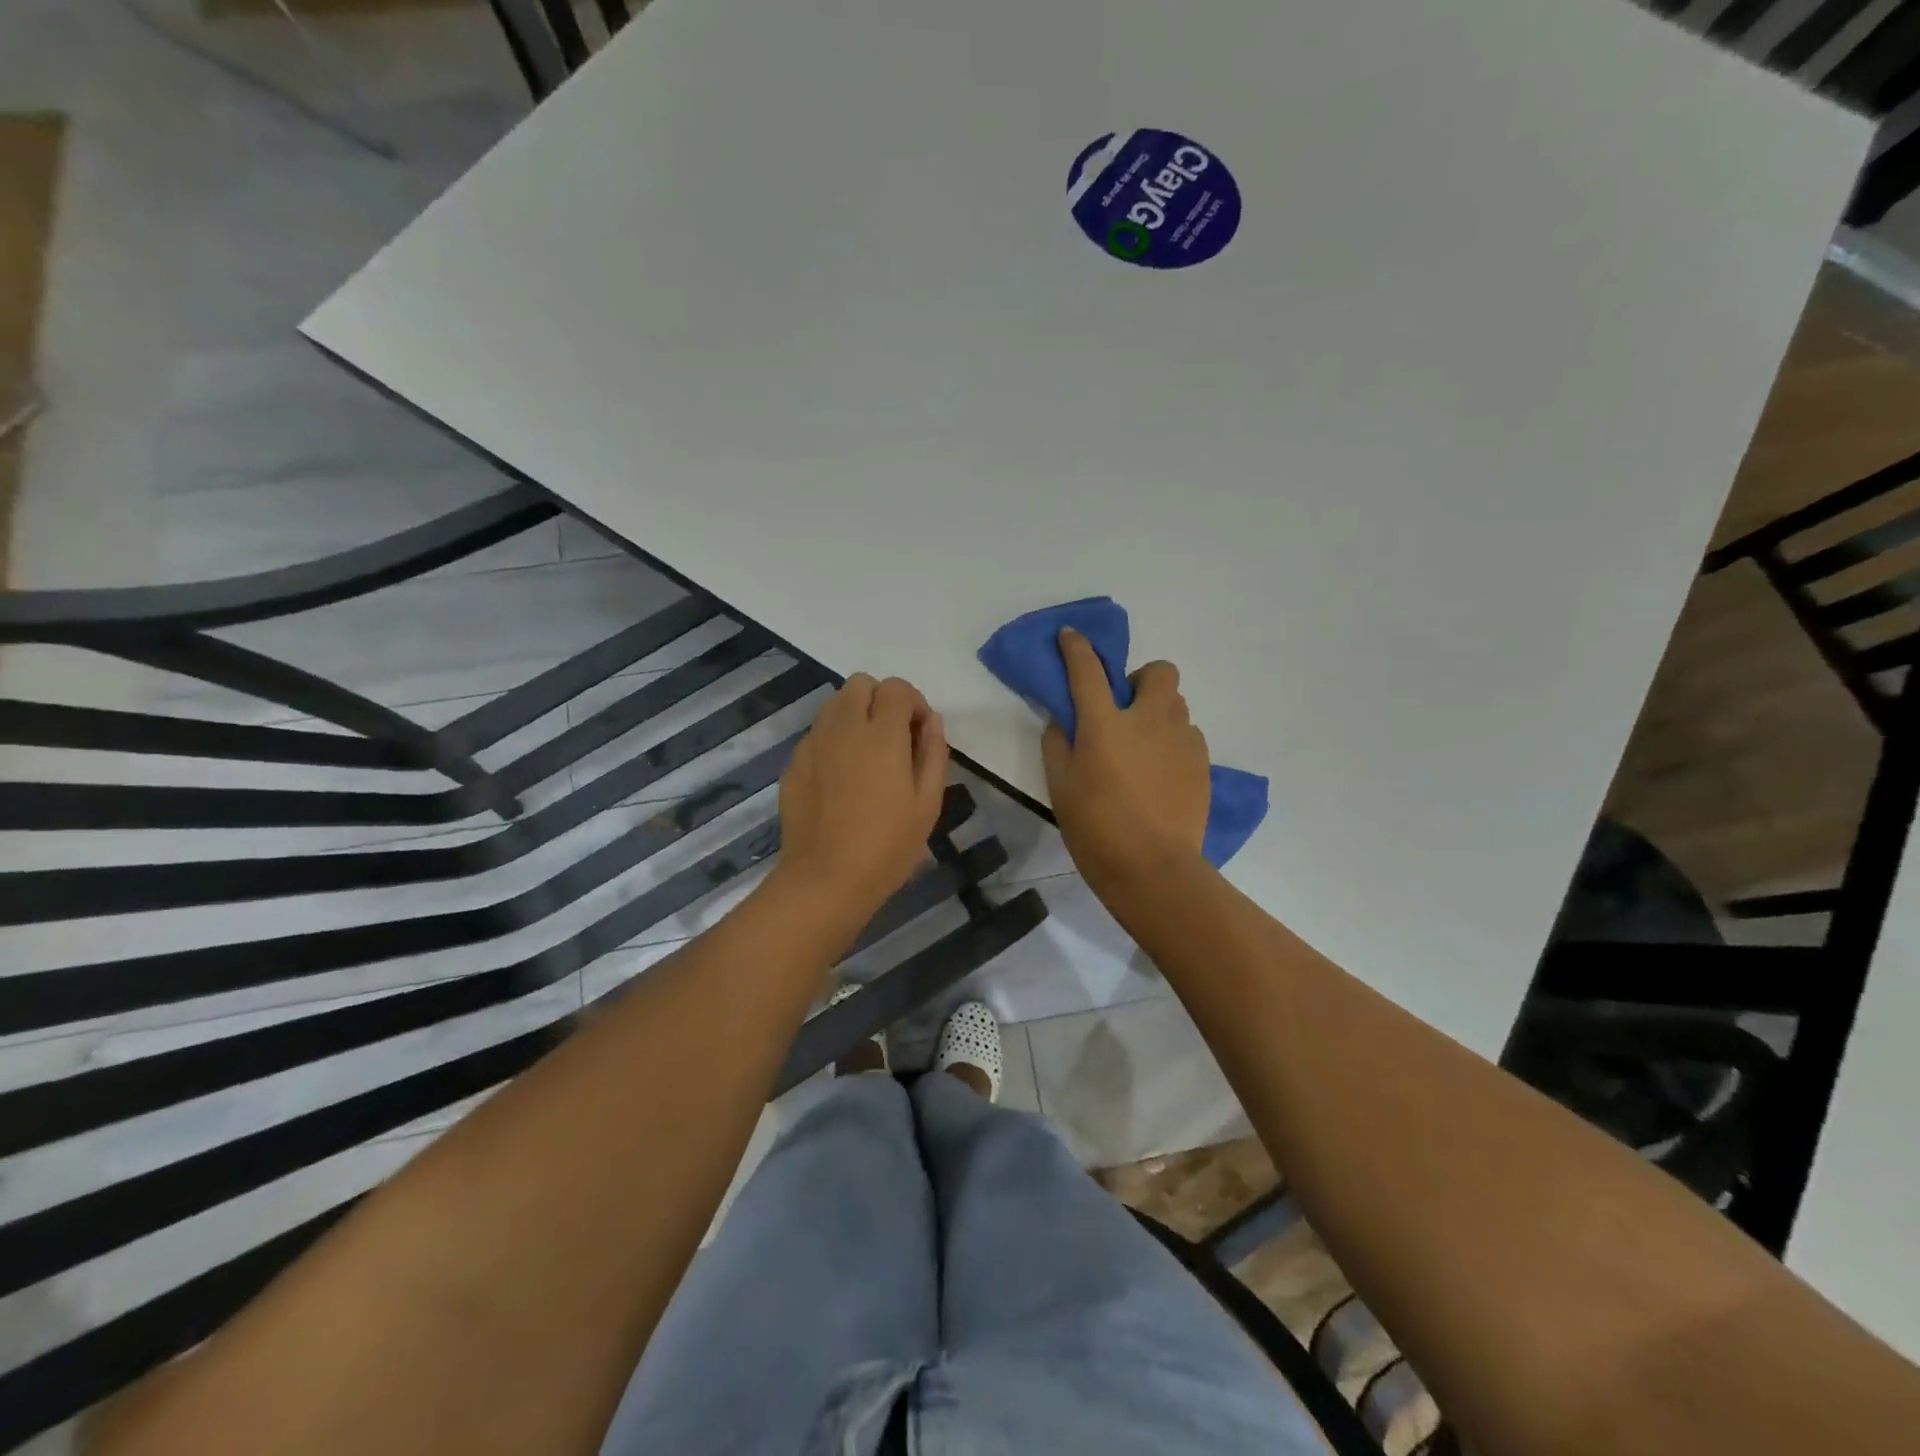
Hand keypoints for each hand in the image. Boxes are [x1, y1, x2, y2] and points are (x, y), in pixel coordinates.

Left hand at [776, 673, 949, 921]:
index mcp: (881, 734)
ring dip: (854, 715)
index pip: (896, 688)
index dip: (913, 702)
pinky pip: (817, 733)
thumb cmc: (887, 846)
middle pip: (859, 684)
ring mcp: (813, 744)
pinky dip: (833, 740)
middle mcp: (843, 727)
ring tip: (867, 755)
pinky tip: (842, 778)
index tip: (919, 732)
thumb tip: (931, 721)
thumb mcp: (927, 803)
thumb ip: (933, 753)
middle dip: (880, 699)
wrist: (825, 880)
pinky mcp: (793, 763)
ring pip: (833, 704)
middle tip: (893, 737)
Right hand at [1042, 629, 1209, 891]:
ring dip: (1157, 713)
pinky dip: (1172, 741)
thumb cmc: (1096, 827)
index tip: (1071, 636)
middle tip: (1124, 709)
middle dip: (1141, 680)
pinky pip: (1188, 735)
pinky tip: (1160, 772)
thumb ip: (1058, 743)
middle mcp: (1149, 719)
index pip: (1087, 669)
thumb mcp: (1060, 786)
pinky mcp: (1202, 762)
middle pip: (1159, 671)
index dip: (1077, 647)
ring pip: (1176, 705)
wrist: (1153, 868)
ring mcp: (1182, 740)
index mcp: (1105, 723)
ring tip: (1142, 747)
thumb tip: (1063, 720)